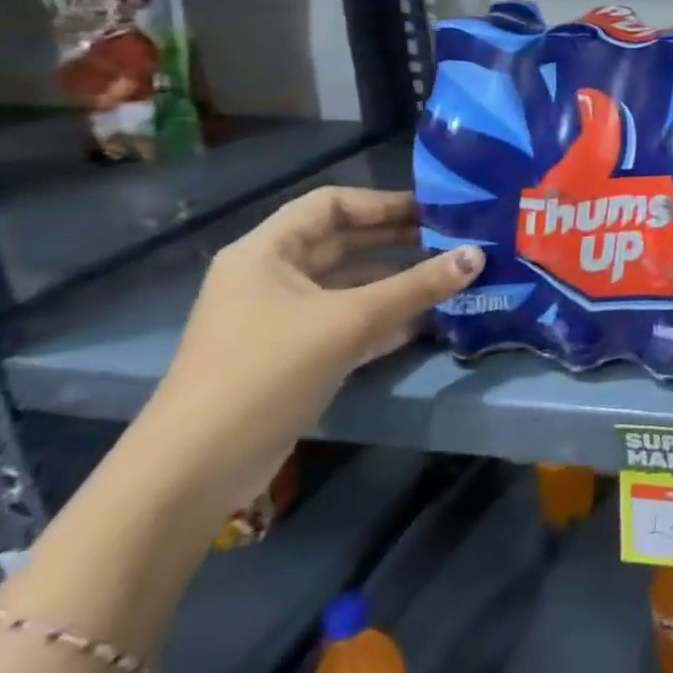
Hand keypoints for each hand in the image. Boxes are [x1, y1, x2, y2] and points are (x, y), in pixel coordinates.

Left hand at [131, 187, 482, 519]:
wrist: (195, 470)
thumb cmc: (266, 373)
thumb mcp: (349, 322)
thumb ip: (416, 287)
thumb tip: (477, 255)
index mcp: (267, 252)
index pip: (331, 204)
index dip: (383, 202)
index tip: (436, 210)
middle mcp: (272, 277)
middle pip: (344, 243)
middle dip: (400, 240)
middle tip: (456, 241)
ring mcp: (281, 318)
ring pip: (351, 284)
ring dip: (399, 281)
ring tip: (453, 278)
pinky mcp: (294, 355)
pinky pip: (348, 321)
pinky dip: (386, 317)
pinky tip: (428, 321)